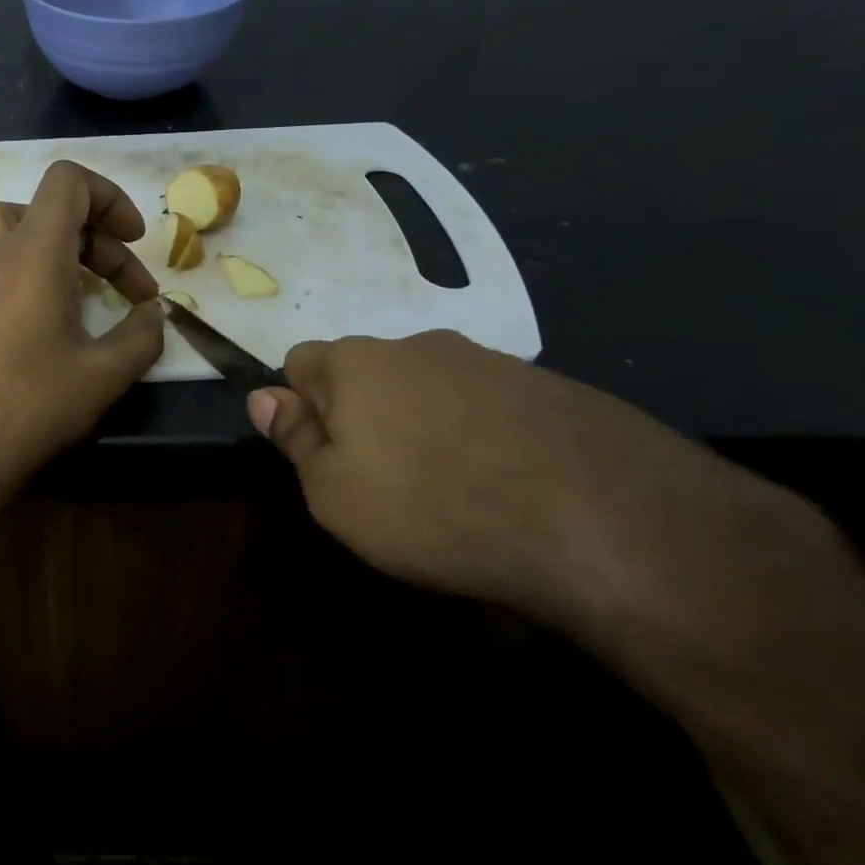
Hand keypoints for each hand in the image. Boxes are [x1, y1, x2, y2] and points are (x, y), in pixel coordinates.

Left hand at [0, 160, 164, 499]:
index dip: (109, 197)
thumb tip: (153, 317)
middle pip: (48, 211)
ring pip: (4, 227)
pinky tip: (5, 293)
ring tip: (71, 282)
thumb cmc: (34, 404)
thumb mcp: (106, 373)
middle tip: (130, 293)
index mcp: (36, 252)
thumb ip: (143, 335)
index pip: (67, 181)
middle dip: (97, 241)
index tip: (134, 242)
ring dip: (45, 242)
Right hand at [247, 331, 801, 624]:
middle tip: (382, 479)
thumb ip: (294, 440)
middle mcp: (419, 345)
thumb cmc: (433, 507)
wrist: (601, 519)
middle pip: (367, 372)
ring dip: (423, 424)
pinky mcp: (549, 386)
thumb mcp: (334, 494)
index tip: (323, 455)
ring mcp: (490, 360)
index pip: (300, 362)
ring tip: (449, 488)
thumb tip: (263, 397)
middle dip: (362, 414)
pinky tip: (504, 483)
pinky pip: (486, 404)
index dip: (301, 407)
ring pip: (429, 387)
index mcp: (357, 363)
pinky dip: (479, 434)